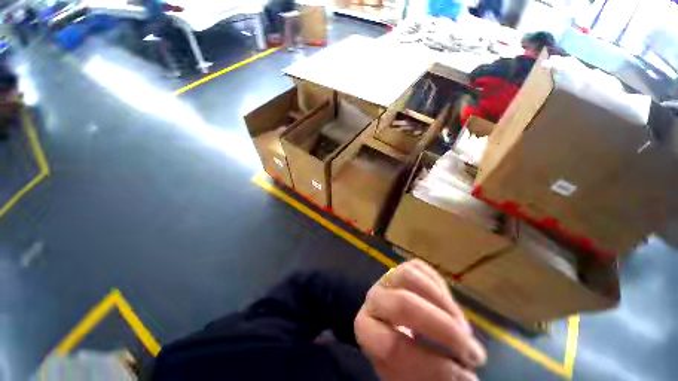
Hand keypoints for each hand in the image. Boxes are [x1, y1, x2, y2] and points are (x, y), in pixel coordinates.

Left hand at [355, 260, 485, 380]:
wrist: (397, 327)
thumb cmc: (405, 355)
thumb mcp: (416, 372)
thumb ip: (434, 374)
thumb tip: (466, 379)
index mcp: (366, 330)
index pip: (390, 346)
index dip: (430, 365)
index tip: (467, 378)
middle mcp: (373, 299)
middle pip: (402, 304)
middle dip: (443, 328)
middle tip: (474, 353)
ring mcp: (387, 279)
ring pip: (410, 276)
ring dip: (443, 303)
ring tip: (464, 329)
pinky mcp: (402, 269)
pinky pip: (420, 268)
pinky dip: (440, 286)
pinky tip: (451, 308)